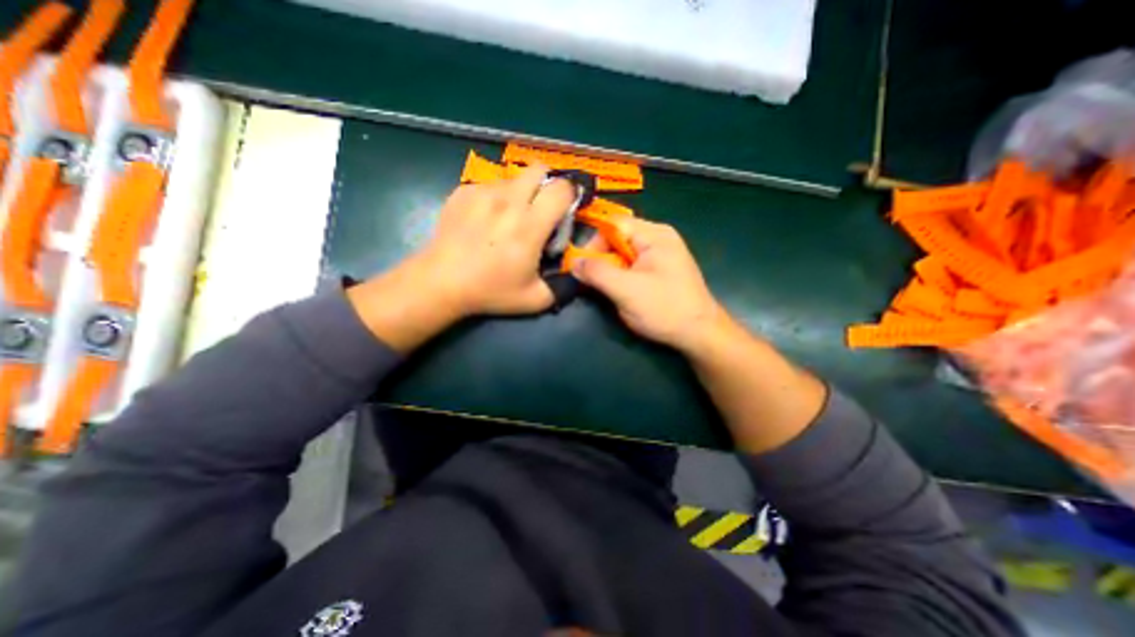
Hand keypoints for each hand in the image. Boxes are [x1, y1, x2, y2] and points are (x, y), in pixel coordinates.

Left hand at [416, 162, 576, 312]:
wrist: (441, 282)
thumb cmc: (490, 291)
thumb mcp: (536, 299)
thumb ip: (564, 286)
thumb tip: (579, 272)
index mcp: (530, 225)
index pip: (562, 188)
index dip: (571, 196)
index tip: (566, 210)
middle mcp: (509, 201)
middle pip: (540, 169)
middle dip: (548, 184)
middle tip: (543, 207)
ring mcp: (483, 192)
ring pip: (515, 178)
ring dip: (522, 193)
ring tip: (510, 218)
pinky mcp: (464, 191)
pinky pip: (491, 185)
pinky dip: (497, 198)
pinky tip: (486, 220)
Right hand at [578, 219, 725, 353]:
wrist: (699, 334)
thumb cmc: (665, 309)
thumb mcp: (626, 290)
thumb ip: (597, 273)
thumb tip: (573, 262)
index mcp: (654, 234)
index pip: (613, 224)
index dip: (594, 242)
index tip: (582, 266)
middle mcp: (658, 238)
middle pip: (618, 238)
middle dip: (602, 259)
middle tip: (593, 282)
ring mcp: (661, 254)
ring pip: (623, 253)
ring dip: (610, 270)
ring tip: (608, 289)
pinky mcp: (660, 269)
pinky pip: (632, 264)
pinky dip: (621, 276)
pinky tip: (621, 291)